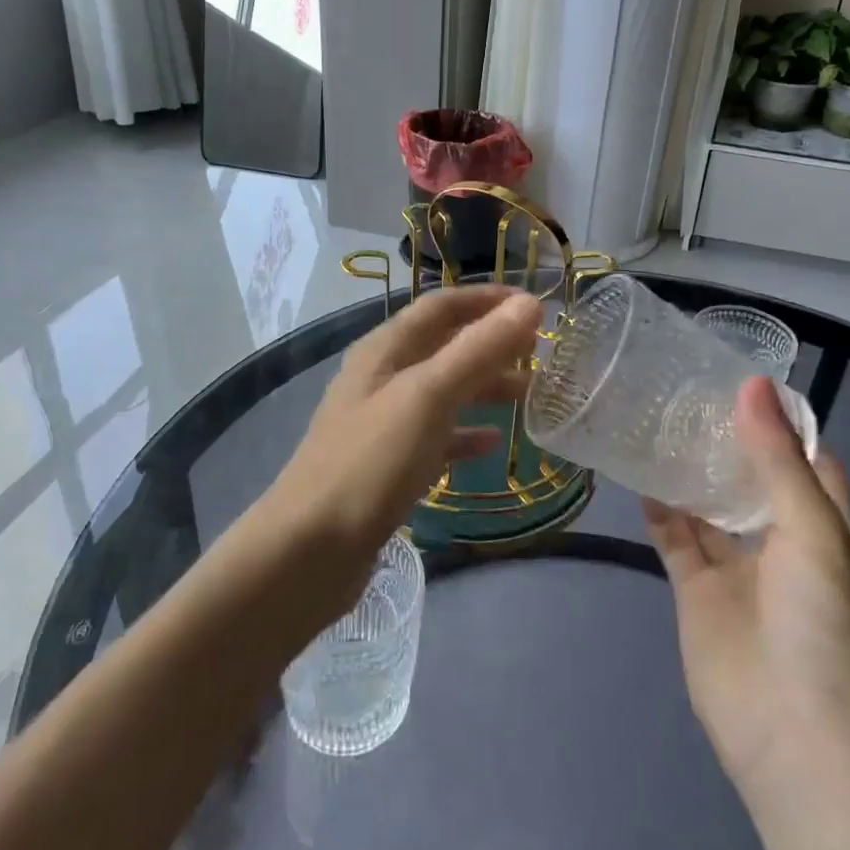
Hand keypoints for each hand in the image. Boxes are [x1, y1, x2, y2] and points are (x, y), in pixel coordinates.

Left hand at [257, 284, 541, 611]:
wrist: (310, 549)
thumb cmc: (372, 462)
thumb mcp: (429, 396)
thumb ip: (479, 349)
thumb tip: (529, 304)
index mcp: (384, 350)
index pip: (440, 306)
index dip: (486, 300)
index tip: (533, 307)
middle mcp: (380, 377)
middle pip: (443, 346)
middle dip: (490, 345)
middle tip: (539, 354)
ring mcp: (381, 423)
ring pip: (442, 391)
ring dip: (483, 387)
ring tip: (528, 395)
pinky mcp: (386, 465)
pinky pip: (434, 437)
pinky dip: (464, 434)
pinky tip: (493, 443)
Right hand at [644, 376, 849, 797]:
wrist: (797, 733)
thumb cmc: (824, 622)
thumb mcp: (813, 529)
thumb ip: (777, 458)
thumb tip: (752, 384)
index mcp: (826, 524)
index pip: (806, 458)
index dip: (778, 421)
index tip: (739, 379)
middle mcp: (783, 541)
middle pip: (751, 479)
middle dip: (725, 442)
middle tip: (683, 393)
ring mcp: (738, 568)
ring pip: (710, 507)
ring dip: (689, 473)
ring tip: (655, 423)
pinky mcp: (698, 592)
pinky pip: (675, 539)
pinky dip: (659, 510)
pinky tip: (637, 475)